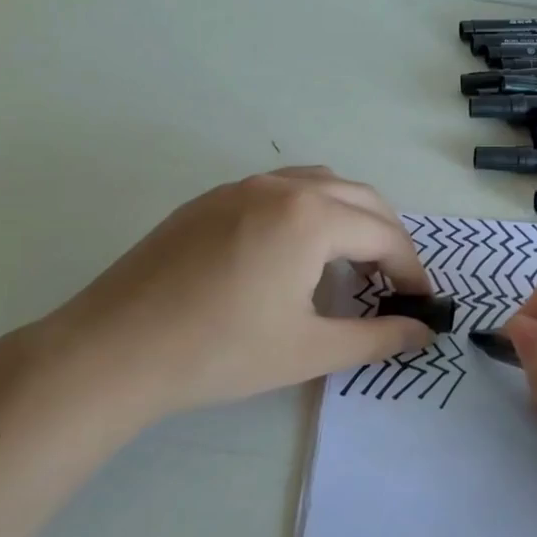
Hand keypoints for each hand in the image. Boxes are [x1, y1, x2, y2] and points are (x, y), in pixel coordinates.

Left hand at [23, 167, 433, 433]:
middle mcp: (282, 187)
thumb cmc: (220, 352)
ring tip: (351, 262)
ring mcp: (242, 186)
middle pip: (360, 198)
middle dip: (387, 237)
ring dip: (349, 216)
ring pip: (320, 184)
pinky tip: (295, 252)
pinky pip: (280, 189)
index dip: (410, 269)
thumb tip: (423, 332)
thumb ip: (376, 338)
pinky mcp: (211, 199)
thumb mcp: (308, 349)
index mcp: (312, 217)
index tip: (422, 301)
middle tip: (394, 282)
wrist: (113, 350)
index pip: (383, 235)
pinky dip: (310, 210)